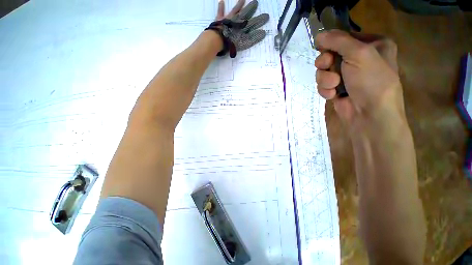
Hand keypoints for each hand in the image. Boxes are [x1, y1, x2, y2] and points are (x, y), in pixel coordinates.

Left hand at [215, 0, 268, 54]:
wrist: (218, 39)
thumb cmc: (231, 42)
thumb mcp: (242, 43)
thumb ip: (252, 38)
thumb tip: (263, 33)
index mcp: (243, 27)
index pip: (252, 23)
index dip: (258, 21)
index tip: (265, 16)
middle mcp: (237, 21)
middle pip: (245, 14)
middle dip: (251, 9)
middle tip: (255, 2)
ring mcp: (229, 19)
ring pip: (236, 10)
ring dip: (239, 4)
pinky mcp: (220, 19)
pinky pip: (220, 12)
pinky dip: (221, 7)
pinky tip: (221, 1)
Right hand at [315, 30, 406, 133]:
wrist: (368, 114)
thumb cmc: (371, 81)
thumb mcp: (359, 53)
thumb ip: (338, 41)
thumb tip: (319, 35)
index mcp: (371, 45)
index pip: (343, 37)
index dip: (331, 43)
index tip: (325, 48)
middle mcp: (358, 59)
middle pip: (329, 54)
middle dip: (325, 62)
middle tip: (328, 65)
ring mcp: (346, 75)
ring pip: (323, 71)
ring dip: (325, 78)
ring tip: (334, 85)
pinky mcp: (336, 88)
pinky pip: (323, 84)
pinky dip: (325, 89)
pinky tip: (333, 95)